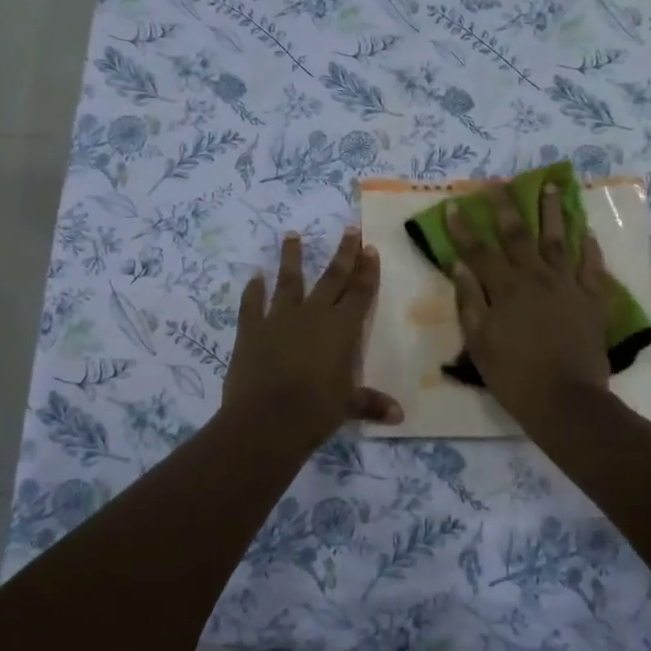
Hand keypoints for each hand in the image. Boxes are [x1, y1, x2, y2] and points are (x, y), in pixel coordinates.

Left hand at [222, 228, 403, 449]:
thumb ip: (370, 403)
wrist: (265, 420)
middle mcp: (313, 315)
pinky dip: (253, 290)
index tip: (370, 247)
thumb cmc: (315, 411)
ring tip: (292, 235)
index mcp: (341, 329)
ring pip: (289, 281)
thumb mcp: (347, 406)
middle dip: (343, 253)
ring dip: (292, 258)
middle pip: (332, 278)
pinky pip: (252, 304)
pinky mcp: (251, 330)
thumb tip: (398, 416)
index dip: (367, 271)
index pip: (360, 293)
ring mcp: (279, 319)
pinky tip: (254, 277)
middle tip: (349, 229)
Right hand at [449, 183, 613, 431]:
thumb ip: (470, 301)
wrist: (566, 401)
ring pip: (559, 241)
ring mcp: (568, 287)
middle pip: (519, 236)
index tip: (455, 205)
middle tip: (499, 183)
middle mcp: (536, 278)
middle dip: (507, 208)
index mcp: (506, 289)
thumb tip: (460, 266)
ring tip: (552, 187)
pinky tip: (585, 231)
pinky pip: (592, 268)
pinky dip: (589, 248)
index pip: (480, 251)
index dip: (464, 228)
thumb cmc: (514, 376)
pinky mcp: (592, 301)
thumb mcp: (480, 342)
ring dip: (553, 212)